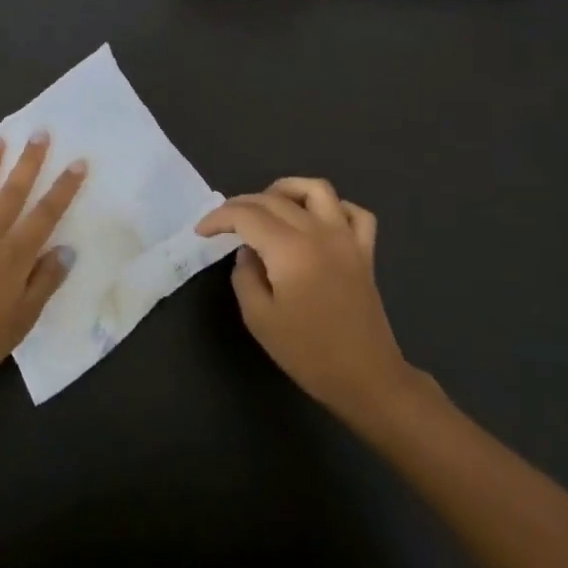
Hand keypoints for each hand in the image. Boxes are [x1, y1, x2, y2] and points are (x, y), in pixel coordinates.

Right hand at [197, 178, 422, 429]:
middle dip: (242, 204)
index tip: (202, 231)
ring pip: (316, 189)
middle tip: (224, 224)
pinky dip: (333, 207)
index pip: (246, 215)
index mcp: (289, 249)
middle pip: (274, 199)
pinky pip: (353, 212)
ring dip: (286, 190)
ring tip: (268, 207)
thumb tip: (248, 252)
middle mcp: (319, 232)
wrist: (365, 378)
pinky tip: (316, 221)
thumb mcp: (259, 318)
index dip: (219, 218)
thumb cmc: (307, 352)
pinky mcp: (365, 251)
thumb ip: (245, 276)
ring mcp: (346, 238)